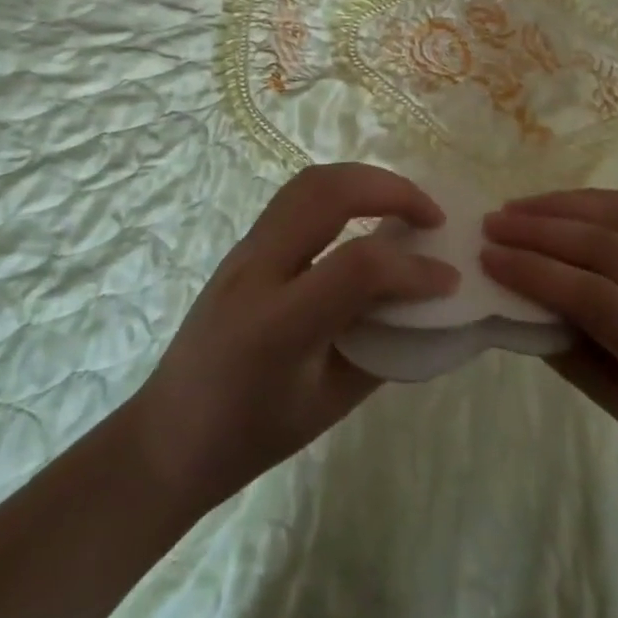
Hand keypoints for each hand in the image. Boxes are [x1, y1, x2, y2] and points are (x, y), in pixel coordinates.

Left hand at [123, 164, 459, 517]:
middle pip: (327, 192)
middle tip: (432, 216)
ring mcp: (243, 251)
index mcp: (278, 325)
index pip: (358, 267)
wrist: (167, 437)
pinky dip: (341, 192)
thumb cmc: (249, 437)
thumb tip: (426, 306)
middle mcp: (257, 272)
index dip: (413, 268)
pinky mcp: (242, 246)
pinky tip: (364, 216)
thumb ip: (380, 348)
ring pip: (308, 183)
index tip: (449, 278)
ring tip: (403, 206)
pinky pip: (296, 198)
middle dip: (391, 189)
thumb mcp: (326, 406)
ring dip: (365, 180)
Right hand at [482, 189, 617, 503]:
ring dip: (567, 206)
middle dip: (543, 230)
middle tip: (494, 224)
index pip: (597, 298)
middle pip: (610, 248)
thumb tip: (515, 300)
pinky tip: (567, 203)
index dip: (536, 272)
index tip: (489, 257)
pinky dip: (601, 202)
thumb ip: (569, 351)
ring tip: (520, 207)